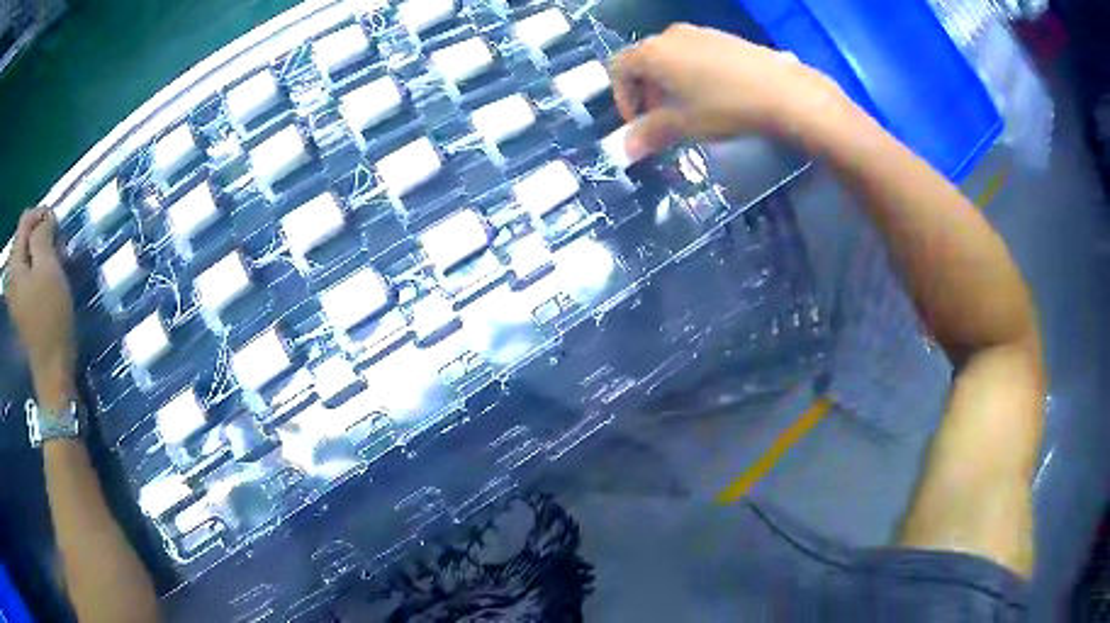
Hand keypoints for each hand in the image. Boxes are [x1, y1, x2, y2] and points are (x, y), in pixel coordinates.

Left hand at [6, 207, 76, 405]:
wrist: (53, 370)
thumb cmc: (50, 318)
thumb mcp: (48, 268)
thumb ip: (42, 235)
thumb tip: (44, 220)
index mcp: (14, 264)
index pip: (25, 221)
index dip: (41, 215)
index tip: (57, 227)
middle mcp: (11, 276)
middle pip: (24, 239)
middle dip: (41, 236)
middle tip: (58, 248)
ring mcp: (15, 295)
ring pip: (27, 257)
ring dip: (41, 255)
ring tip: (56, 265)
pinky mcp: (21, 309)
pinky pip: (27, 276)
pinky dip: (38, 272)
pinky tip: (48, 283)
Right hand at [612, 24, 845, 158]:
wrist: (782, 91)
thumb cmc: (724, 106)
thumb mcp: (684, 124)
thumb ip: (650, 134)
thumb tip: (626, 149)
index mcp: (653, 52)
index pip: (619, 69)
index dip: (623, 98)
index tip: (638, 123)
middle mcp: (671, 35)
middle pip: (644, 61)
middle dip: (646, 93)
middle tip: (661, 120)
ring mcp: (699, 32)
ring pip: (670, 58)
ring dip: (669, 84)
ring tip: (688, 110)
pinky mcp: (723, 37)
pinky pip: (694, 54)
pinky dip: (690, 74)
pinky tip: (712, 95)